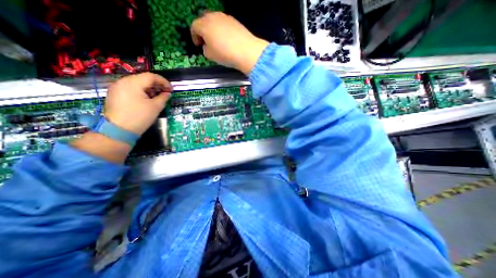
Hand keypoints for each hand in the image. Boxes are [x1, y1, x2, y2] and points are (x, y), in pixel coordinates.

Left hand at [106, 73, 172, 134]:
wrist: (119, 130)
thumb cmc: (140, 117)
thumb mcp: (156, 107)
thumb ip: (163, 97)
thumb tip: (167, 93)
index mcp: (133, 83)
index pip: (151, 76)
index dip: (164, 81)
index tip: (171, 89)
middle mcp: (123, 82)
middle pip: (143, 78)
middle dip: (157, 85)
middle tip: (166, 93)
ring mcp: (117, 87)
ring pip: (137, 83)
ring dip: (150, 88)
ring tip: (158, 96)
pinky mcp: (115, 94)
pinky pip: (131, 88)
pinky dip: (141, 91)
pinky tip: (147, 99)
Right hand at [190, 12, 269, 73]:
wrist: (246, 51)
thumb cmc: (225, 54)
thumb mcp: (210, 56)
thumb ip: (205, 49)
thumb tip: (207, 46)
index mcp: (204, 25)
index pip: (194, 27)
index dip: (194, 37)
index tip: (198, 45)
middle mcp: (213, 17)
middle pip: (203, 20)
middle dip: (203, 31)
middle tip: (206, 42)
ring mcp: (225, 17)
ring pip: (214, 21)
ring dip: (212, 29)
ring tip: (217, 42)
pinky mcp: (234, 21)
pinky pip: (224, 23)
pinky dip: (222, 30)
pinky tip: (227, 40)